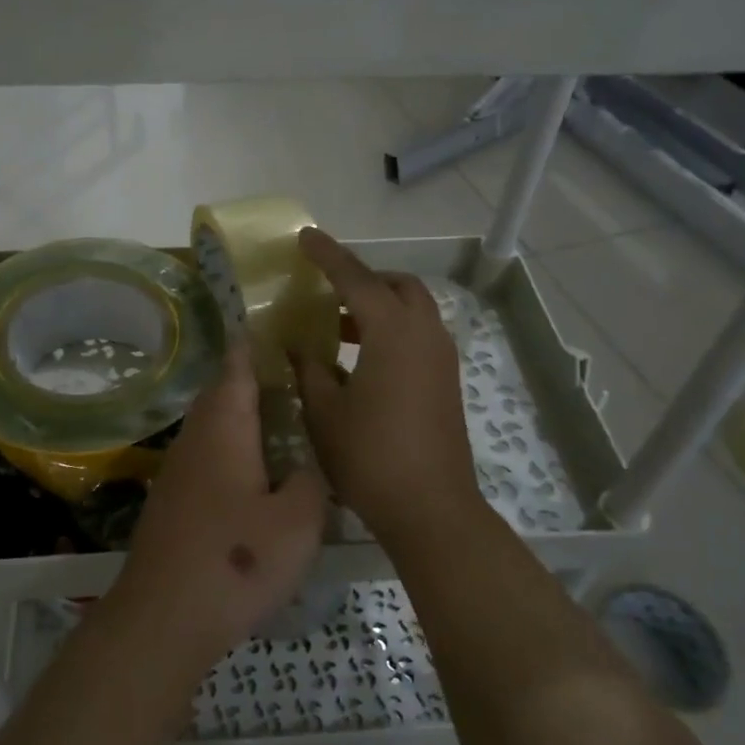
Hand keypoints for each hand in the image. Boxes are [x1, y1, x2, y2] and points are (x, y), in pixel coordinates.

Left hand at [107, 344, 326, 672]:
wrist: (163, 617)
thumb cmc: (237, 559)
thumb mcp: (299, 520)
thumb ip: (309, 480)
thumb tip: (303, 465)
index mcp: (225, 426)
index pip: (238, 365)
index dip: (258, 342)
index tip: (284, 326)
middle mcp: (196, 437)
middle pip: (223, 391)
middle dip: (255, 379)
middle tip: (298, 378)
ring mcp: (178, 469)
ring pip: (214, 425)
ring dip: (244, 416)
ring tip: (285, 422)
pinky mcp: (173, 500)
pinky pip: (208, 455)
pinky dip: (234, 449)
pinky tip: (257, 474)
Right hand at [292, 228, 482, 543]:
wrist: (430, 507)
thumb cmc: (370, 455)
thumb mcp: (325, 410)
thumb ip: (309, 368)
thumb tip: (298, 346)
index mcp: (392, 331)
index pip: (355, 278)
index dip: (328, 255)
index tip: (306, 236)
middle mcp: (424, 333)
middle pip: (397, 285)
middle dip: (364, 278)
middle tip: (328, 290)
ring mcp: (441, 357)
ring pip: (412, 310)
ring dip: (378, 307)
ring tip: (337, 326)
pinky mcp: (446, 380)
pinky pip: (418, 335)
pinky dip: (391, 330)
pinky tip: (361, 359)